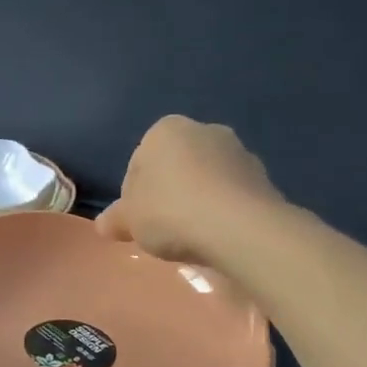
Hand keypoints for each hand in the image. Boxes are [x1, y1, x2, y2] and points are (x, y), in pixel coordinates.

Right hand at [96, 116, 282, 264]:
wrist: (239, 227)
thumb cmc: (171, 212)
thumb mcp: (130, 220)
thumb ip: (115, 219)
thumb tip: (104, 224)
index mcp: (165, 130)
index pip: (138, 162)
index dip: (133, 195)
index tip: (137, 220)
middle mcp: (204, 130)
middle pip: (175, 167)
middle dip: (168, 193)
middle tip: (161, 228)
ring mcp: (238, 152)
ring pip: (205, 179)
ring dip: (197, 201)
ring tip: (191, 236)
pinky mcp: (263, 177)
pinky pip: (231, 194)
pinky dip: (222, 211)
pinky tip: (216, 235)